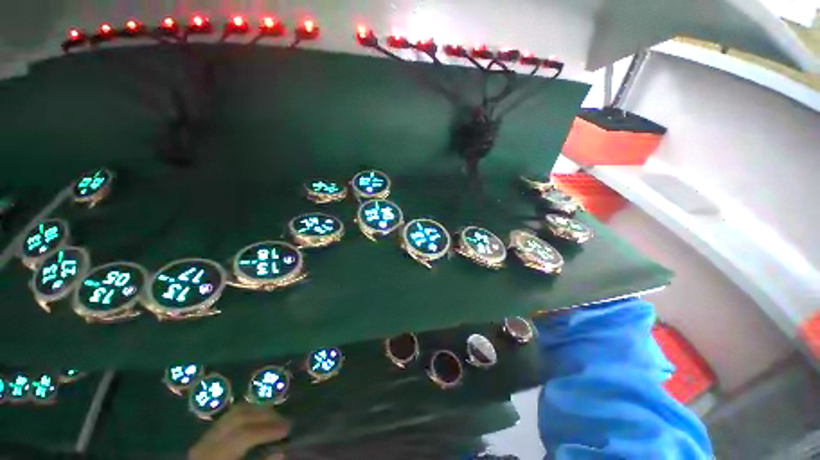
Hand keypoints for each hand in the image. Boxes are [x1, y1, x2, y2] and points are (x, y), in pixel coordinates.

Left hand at [188, 403, 290, 459]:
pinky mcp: (208, 434)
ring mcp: (206, 436)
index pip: (243, 435)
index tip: (287, 430)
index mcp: (215, 455)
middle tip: (284, 422)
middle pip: (239, 417)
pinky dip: (249, 412)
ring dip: (259, 411)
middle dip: (266, 417)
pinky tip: (260, 417)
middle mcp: (207, 442)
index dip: (267, 430)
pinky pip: (230, 415)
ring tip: (275, 418)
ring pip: (235, 412)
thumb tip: (281, 452)